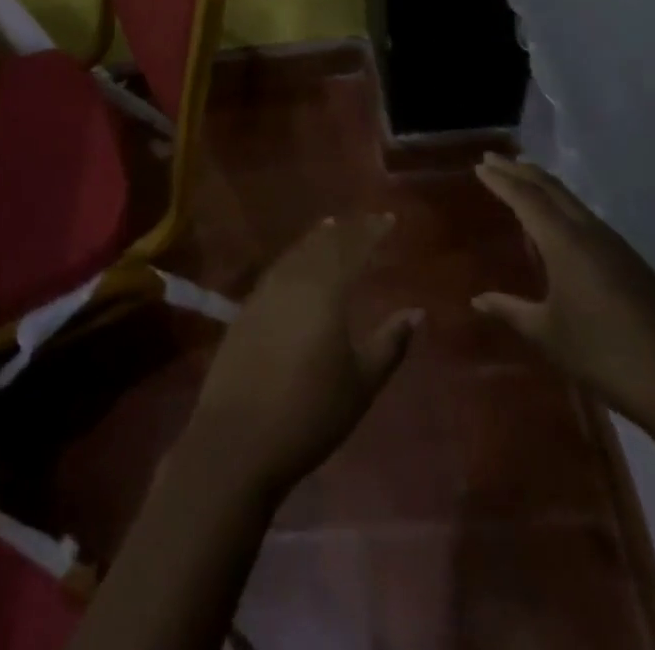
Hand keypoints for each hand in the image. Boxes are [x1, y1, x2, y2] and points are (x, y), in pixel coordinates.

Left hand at [186, 214, 421, 499]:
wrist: (238, 436)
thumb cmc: (310, 413)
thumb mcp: (361, 383)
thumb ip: (389, 343)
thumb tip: (416, 312)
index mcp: (325, 291)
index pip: (353, 248)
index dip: (372, 231)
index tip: (389, 218)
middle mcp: (293, 279)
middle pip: (322, 244)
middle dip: (346, 230)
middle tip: (364, 221)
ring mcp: (265, 291)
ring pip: (296, 252)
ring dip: (316, 238)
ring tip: (332, 227)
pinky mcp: (246, 308)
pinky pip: (277, 268)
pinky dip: (294, 256)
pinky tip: (297, 263)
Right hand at [473, 155, 654, 433]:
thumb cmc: (605, 356)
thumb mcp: (548, 335)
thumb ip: (510, 311)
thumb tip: (477, 300)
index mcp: (566, 243)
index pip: (526, 198)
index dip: (501, 180)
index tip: (480, 164)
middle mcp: (591, 233)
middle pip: (551, 188)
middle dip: (520, 170)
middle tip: (494, 160)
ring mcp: (617, 246)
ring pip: (572, 200)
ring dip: (543, 185)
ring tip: (521, 180)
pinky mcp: (633, 263)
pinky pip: (587, 218)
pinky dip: (562, 206)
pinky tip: (558, 223)